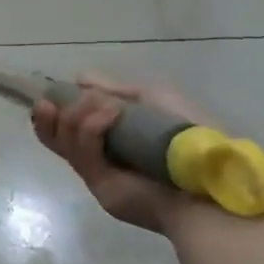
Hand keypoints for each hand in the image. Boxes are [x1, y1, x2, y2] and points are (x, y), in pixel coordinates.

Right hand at [31, 72, 216, 233]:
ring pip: (63, 141)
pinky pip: (82, 154)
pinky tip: (110, 112)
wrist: (214, 178)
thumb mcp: (154, 98)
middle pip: (55, 136)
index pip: (67, 124)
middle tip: (53, 100)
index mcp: (111, 137)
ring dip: (75, 115)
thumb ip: (116, 89)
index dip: (54, 108)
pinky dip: (90, 128)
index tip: (51, 92)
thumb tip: (79, 78)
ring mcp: (97, 172)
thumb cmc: (192, 135)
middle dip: (50, 115)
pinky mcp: (100, 186)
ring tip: (103, 104)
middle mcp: (99, 155)